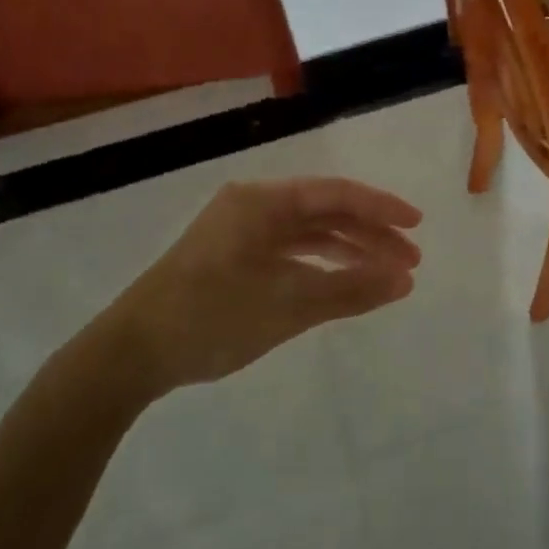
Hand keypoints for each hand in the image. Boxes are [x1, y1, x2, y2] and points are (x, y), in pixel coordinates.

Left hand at [91, 177, 421, 396]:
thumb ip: (350, 291)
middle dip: (370, 235)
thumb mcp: (287, 306)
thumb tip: (405, 281)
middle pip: (326, 211)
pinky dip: (319, 265)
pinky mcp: (232, 255)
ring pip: (308, 232)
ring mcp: (240, 230)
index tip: (418, 227)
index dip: (381, 208)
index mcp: (262, 202)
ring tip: (387, 275)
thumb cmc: (210, 319)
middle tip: (410, 263)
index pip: (336, 194)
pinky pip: (289, 250)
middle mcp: (253, 206)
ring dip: (348, 251)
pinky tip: (343, 281)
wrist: (130, 354)